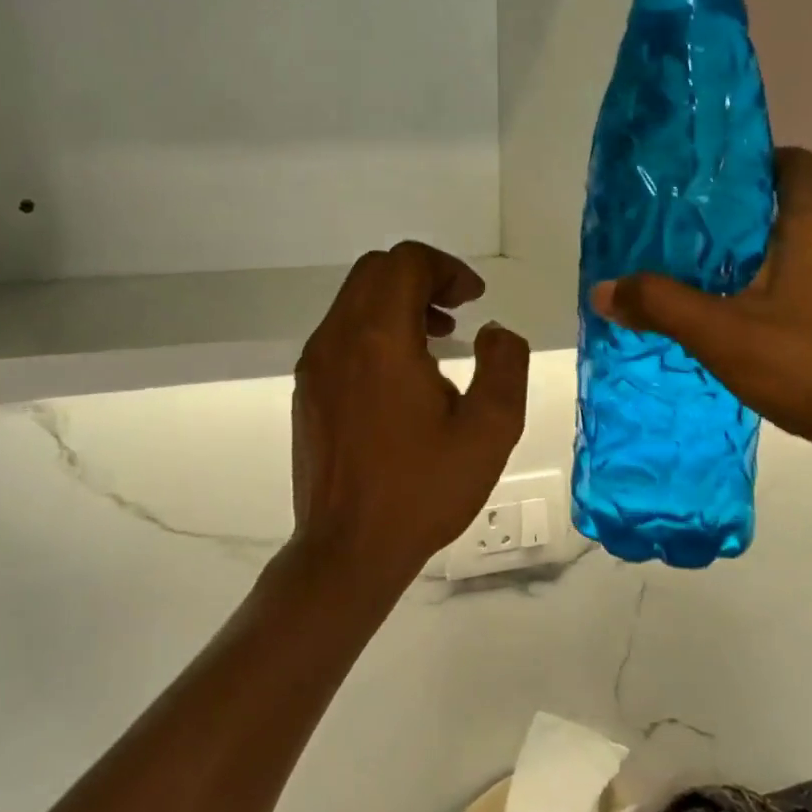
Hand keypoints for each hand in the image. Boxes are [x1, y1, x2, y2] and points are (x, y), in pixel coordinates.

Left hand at [291, 242, 530, 596]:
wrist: (348, 549)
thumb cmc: (422, 490)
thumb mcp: (490, 430)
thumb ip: (504, 364)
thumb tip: (494, 332)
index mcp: (380, 338)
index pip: (406, 262)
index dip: (447, 268)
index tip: (474, 300)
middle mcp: (337, 338)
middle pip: (376, 271)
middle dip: (422, 277)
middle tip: (458, 310)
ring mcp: (315, 364)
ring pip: (354, 300)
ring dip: (397, 302)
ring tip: (437, 340)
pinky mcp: (306, 389)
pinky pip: (341, 333)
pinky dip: (375, 329)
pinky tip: (402, 375)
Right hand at [591, 148, 811, 483]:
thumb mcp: (722, 336)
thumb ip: (660, 306)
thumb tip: (604, 289)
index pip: (794, 162)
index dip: (754, 160)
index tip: (709, 183)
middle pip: (791, 207)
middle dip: (739, 219)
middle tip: (686, 239)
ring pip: (803, 250)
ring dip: (759, 260)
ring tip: (707, 283)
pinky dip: (782, 292)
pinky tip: (749, 327)